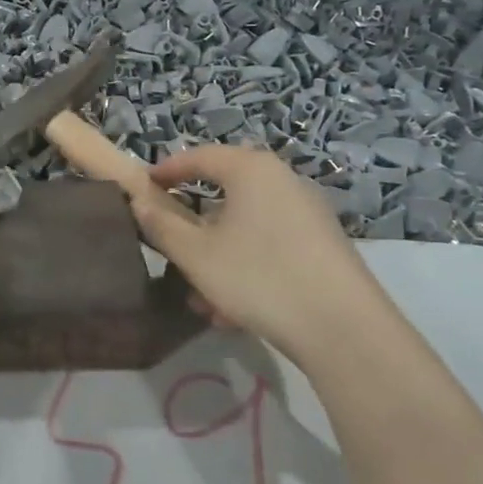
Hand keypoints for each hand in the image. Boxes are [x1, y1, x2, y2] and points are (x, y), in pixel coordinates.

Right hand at [124, 145, 379, 363]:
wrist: (342, 327)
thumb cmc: (258, 277)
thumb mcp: (196, 255)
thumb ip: (162, 225)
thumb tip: (139, 202)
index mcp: (251, 170)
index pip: (199, 156)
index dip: (166, 171)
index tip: (142, 189)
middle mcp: (283, 181)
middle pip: (224, 194)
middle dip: (193, 228)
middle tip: (171, 252)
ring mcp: (307, 213)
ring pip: (245, 228)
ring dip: (217, 257)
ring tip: (201, 299)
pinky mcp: (322, 245)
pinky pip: (269, 246)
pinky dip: (246, 268)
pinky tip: (233, 311)